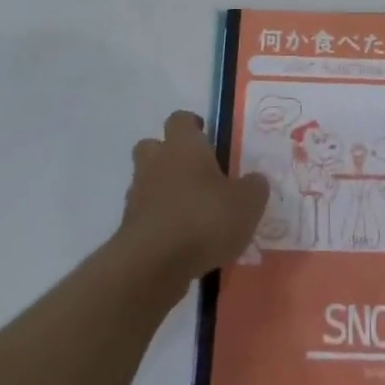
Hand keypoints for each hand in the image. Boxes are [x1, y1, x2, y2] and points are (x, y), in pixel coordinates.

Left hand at [117, 112, 269, 282]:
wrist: (153, 264)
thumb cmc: (204, 219)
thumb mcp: (247, 203)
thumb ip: (254, 187)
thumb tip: (255, 180)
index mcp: (184, 146)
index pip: (181, 119)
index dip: (192, 125)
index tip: (207, 136)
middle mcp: (156, 163)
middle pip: (153, 146)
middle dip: (169, 155)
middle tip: (195, 173)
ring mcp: (137, 196)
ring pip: (147, 182)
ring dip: (164, 191)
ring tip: (192, 213)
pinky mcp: (129, 229)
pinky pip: (146, 216)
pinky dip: (160, 223)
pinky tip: (182, 242)